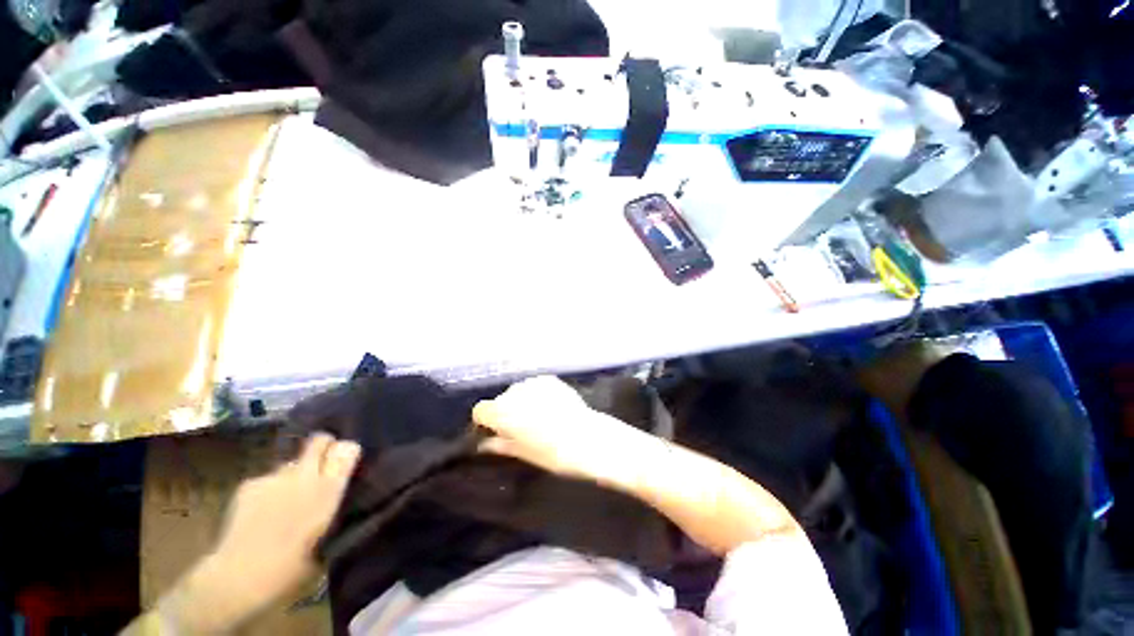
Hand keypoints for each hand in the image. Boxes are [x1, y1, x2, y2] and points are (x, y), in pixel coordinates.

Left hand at [157, 433, 360, 633]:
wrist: (240, 576)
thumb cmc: (293, 567)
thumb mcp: (328, 538)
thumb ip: (333, 506)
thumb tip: (336, 492)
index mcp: (330, 489)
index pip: (347, 449)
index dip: (346, 452)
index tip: (345, 461)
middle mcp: (305, 474)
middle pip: (319, 440)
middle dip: (322, 446)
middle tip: (321, 464)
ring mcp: (274, 477)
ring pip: (290, 463)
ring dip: (292, 475)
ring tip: (285, 500)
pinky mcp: (249, 484)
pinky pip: (266, 479)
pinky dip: (268, 490)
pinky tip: (261, 513)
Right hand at [472, 376, 656, 486]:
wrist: (587, 437)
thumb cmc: (552, 453)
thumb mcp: (522, 453)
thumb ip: (500, 445)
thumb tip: (485, 445)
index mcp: (501, 411)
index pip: (480, 410)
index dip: (485, 421)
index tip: (494, 432)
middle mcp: (514, 391)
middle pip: (501, 399)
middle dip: (505, 411)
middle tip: (520, 427)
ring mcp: (533, 382)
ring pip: (519, 392)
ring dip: (522, 401)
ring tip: (539, 416)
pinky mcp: (550, 379)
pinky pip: (535, 386)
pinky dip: (537, 395)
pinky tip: (551, 407)